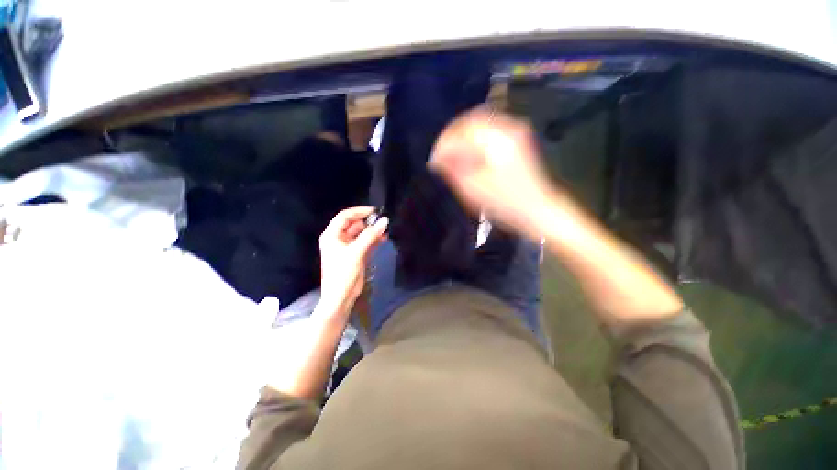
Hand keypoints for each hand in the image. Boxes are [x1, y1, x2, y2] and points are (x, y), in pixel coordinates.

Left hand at [317, 206, 387, 319]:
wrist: (341, 297)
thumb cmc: (343, 273)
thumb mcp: (356, 252)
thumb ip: (371, 235)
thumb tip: (385, 221)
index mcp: (332, 235)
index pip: (345, 216)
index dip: (359, 211)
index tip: (375, 211)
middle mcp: (339, 238)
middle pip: (355, 224)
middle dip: (369, 222)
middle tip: (384, 221)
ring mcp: (348, 247)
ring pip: (362, 233)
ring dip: (373, 231)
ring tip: (386, 229)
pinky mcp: (357, 254)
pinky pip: (366, 242)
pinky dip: (374, 240)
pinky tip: (384, 238)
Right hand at [429, 107, 561, 238]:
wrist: (538, 210)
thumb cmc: (505, 202)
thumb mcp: (474, 188)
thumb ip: (453, 169)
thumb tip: (437, 158)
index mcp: (497, 137)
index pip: (461, 130)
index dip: (443, 144)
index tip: (434, 161)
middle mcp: (508, 126)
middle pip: (470, 121)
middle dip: (451, 138)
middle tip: (441, 156)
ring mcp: (515, 131)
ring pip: (479, 124)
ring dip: (462, 137)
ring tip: (451, 155)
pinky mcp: (517, 140)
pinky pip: (489, 131)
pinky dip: (474, 140)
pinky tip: (468, 153)